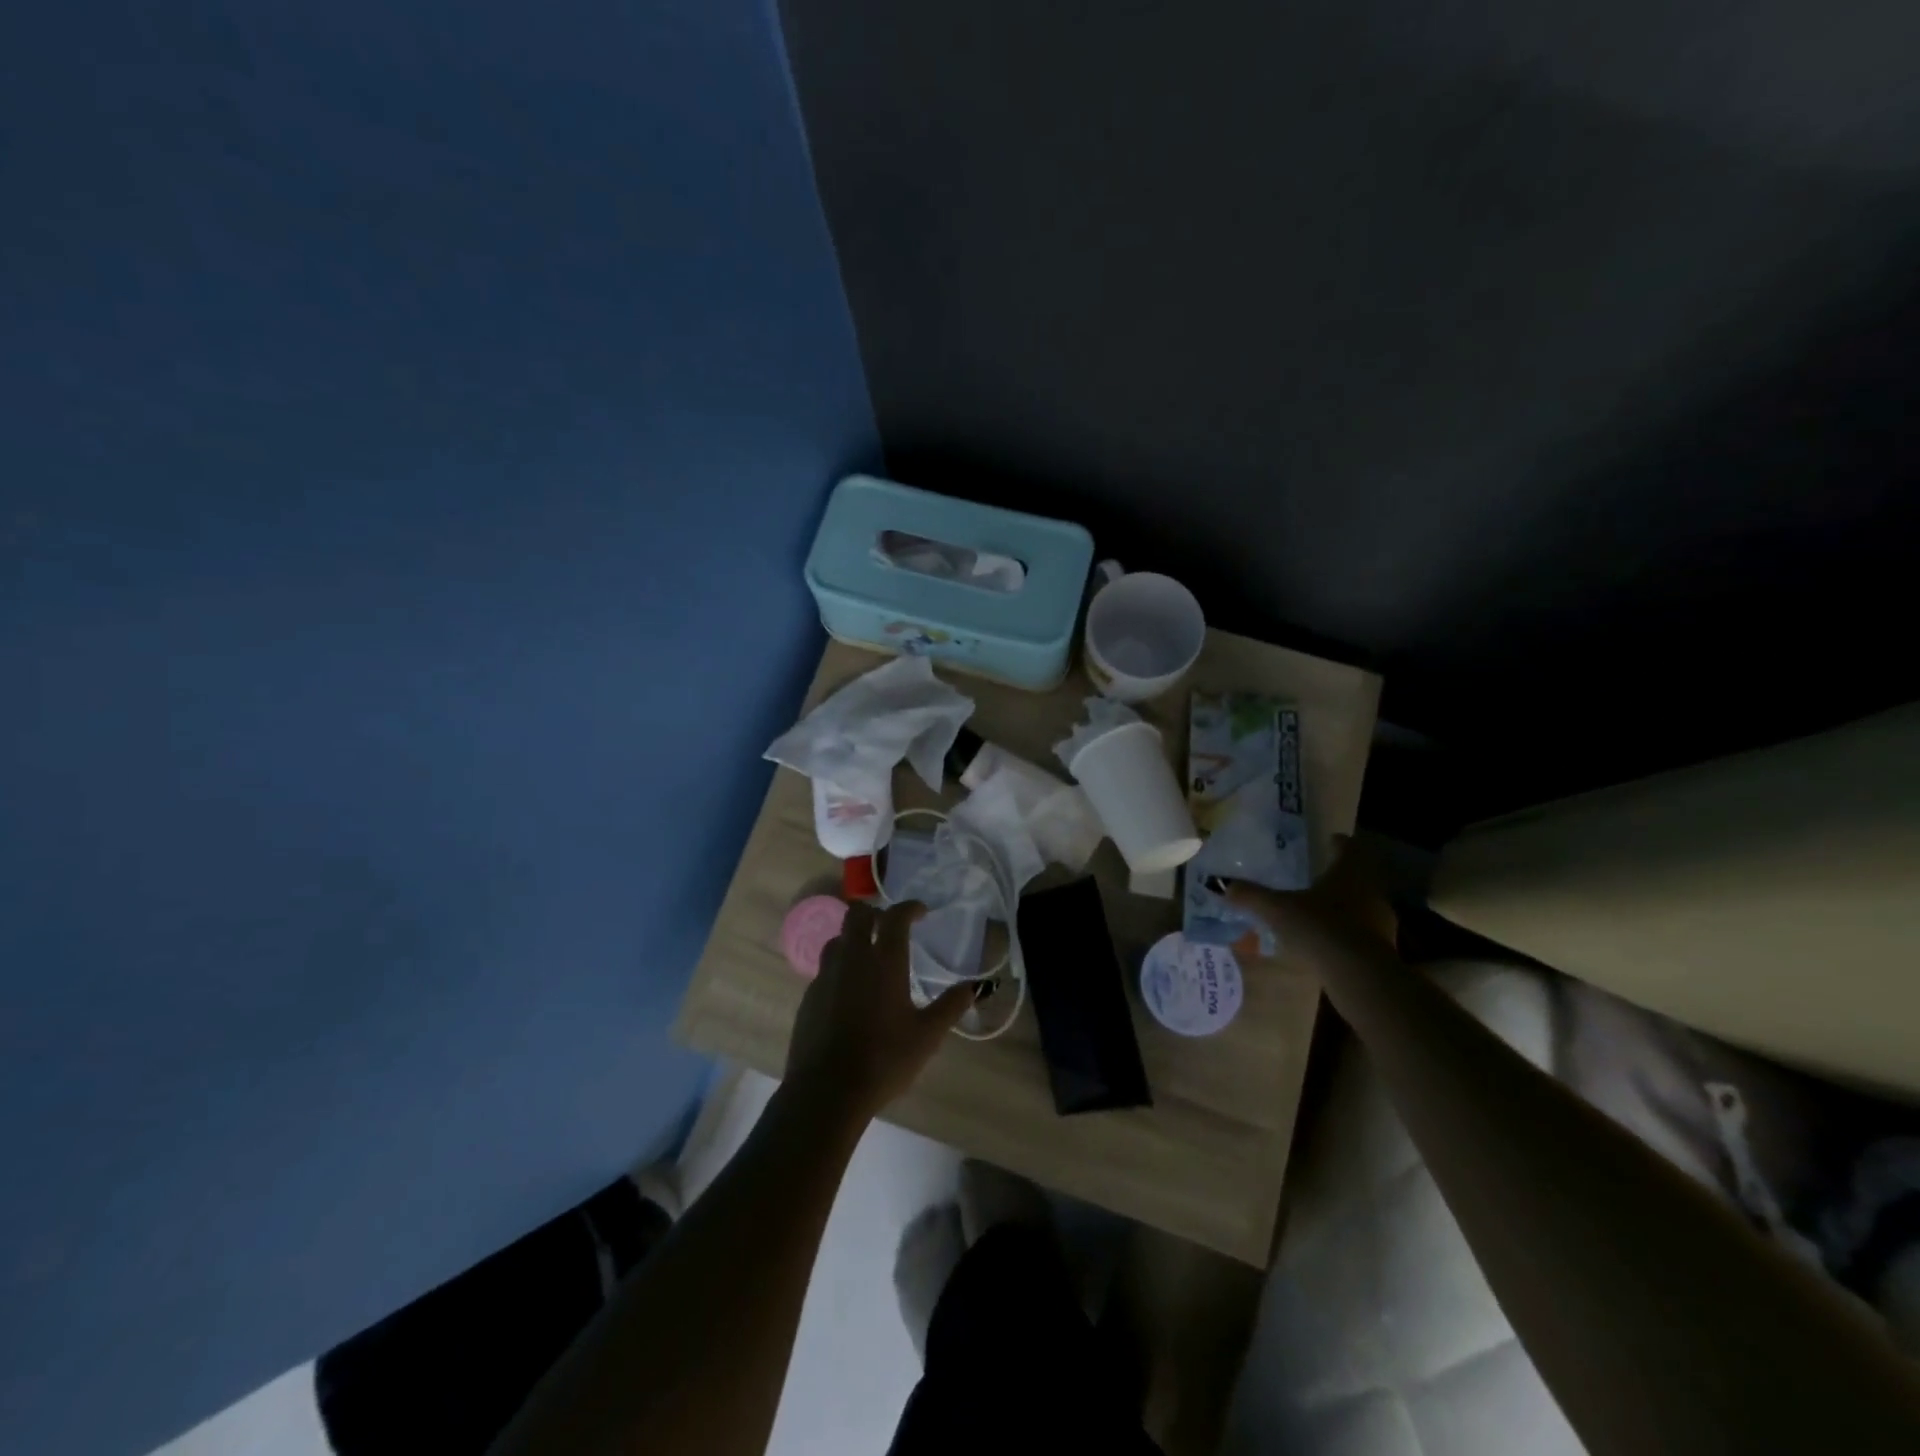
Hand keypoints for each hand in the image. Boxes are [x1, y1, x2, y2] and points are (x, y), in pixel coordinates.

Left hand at [784, 901, 972, 1123]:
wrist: (827, 1091)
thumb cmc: (884, 1059)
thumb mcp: (927, 1036)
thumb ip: (950, 1006)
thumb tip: (974, 987)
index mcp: (884, 961)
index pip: (895, 916)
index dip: (909, 908)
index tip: (921, 912)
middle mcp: (852, 958)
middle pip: (857, 914)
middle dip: (874, 912)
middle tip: (889, 927)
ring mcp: (826, 976)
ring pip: (838, 939)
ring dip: (853, 938)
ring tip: (868, 957)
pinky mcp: (809, 996)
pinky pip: (826, 968)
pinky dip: (840, 968)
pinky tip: (850, 992)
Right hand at [1226, 834, 1396, 955]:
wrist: (1360, 976)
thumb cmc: (1320, 927)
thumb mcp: (1277, 909)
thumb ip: (1250, 895)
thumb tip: (1220, 883)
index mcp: (1349, 871)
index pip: (1348, 847)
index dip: (1337, 843)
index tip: (1328, 841)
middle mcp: (1371, 890)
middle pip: (1358, 875)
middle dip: (1339, 875)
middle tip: (1316, 876)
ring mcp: (1382, 920)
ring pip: (1362, 904)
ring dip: (1345, 905)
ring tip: (1319, 911)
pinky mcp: (1383, 948)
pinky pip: (1363, 932)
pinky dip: (1348, 932)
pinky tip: (1329, 942)